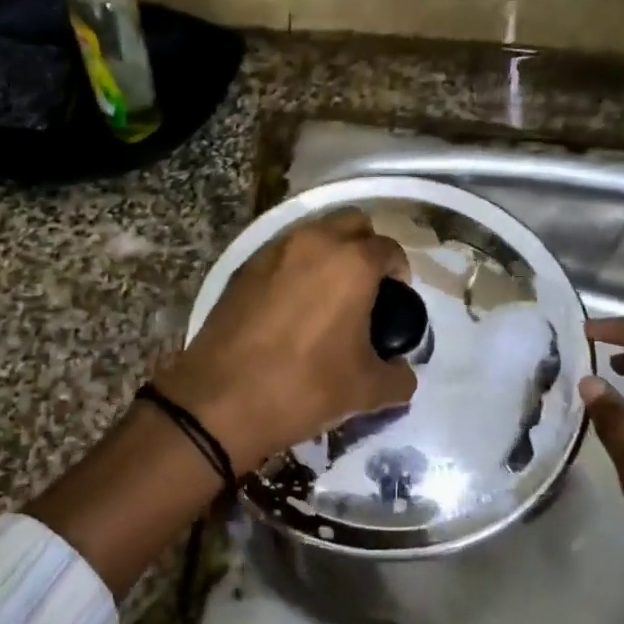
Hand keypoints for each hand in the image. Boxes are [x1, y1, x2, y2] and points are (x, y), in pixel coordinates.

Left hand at [157, 209, 417, 473]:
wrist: (221, 399)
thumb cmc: (305, 387)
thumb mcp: (367, 391)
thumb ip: (399, 376)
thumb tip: (402, 372)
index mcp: (352, 263)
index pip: (389, 249)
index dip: (399, 272)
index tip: (396, 298)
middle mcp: (314, 243)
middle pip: (352, 224)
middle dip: (365, 247)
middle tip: (367, 287)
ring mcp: (273, 251)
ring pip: (313, 234)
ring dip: (328, 253)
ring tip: (328, 296)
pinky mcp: (243, 268)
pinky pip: (281, 254)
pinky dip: (295, 268)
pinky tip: (292, 306)